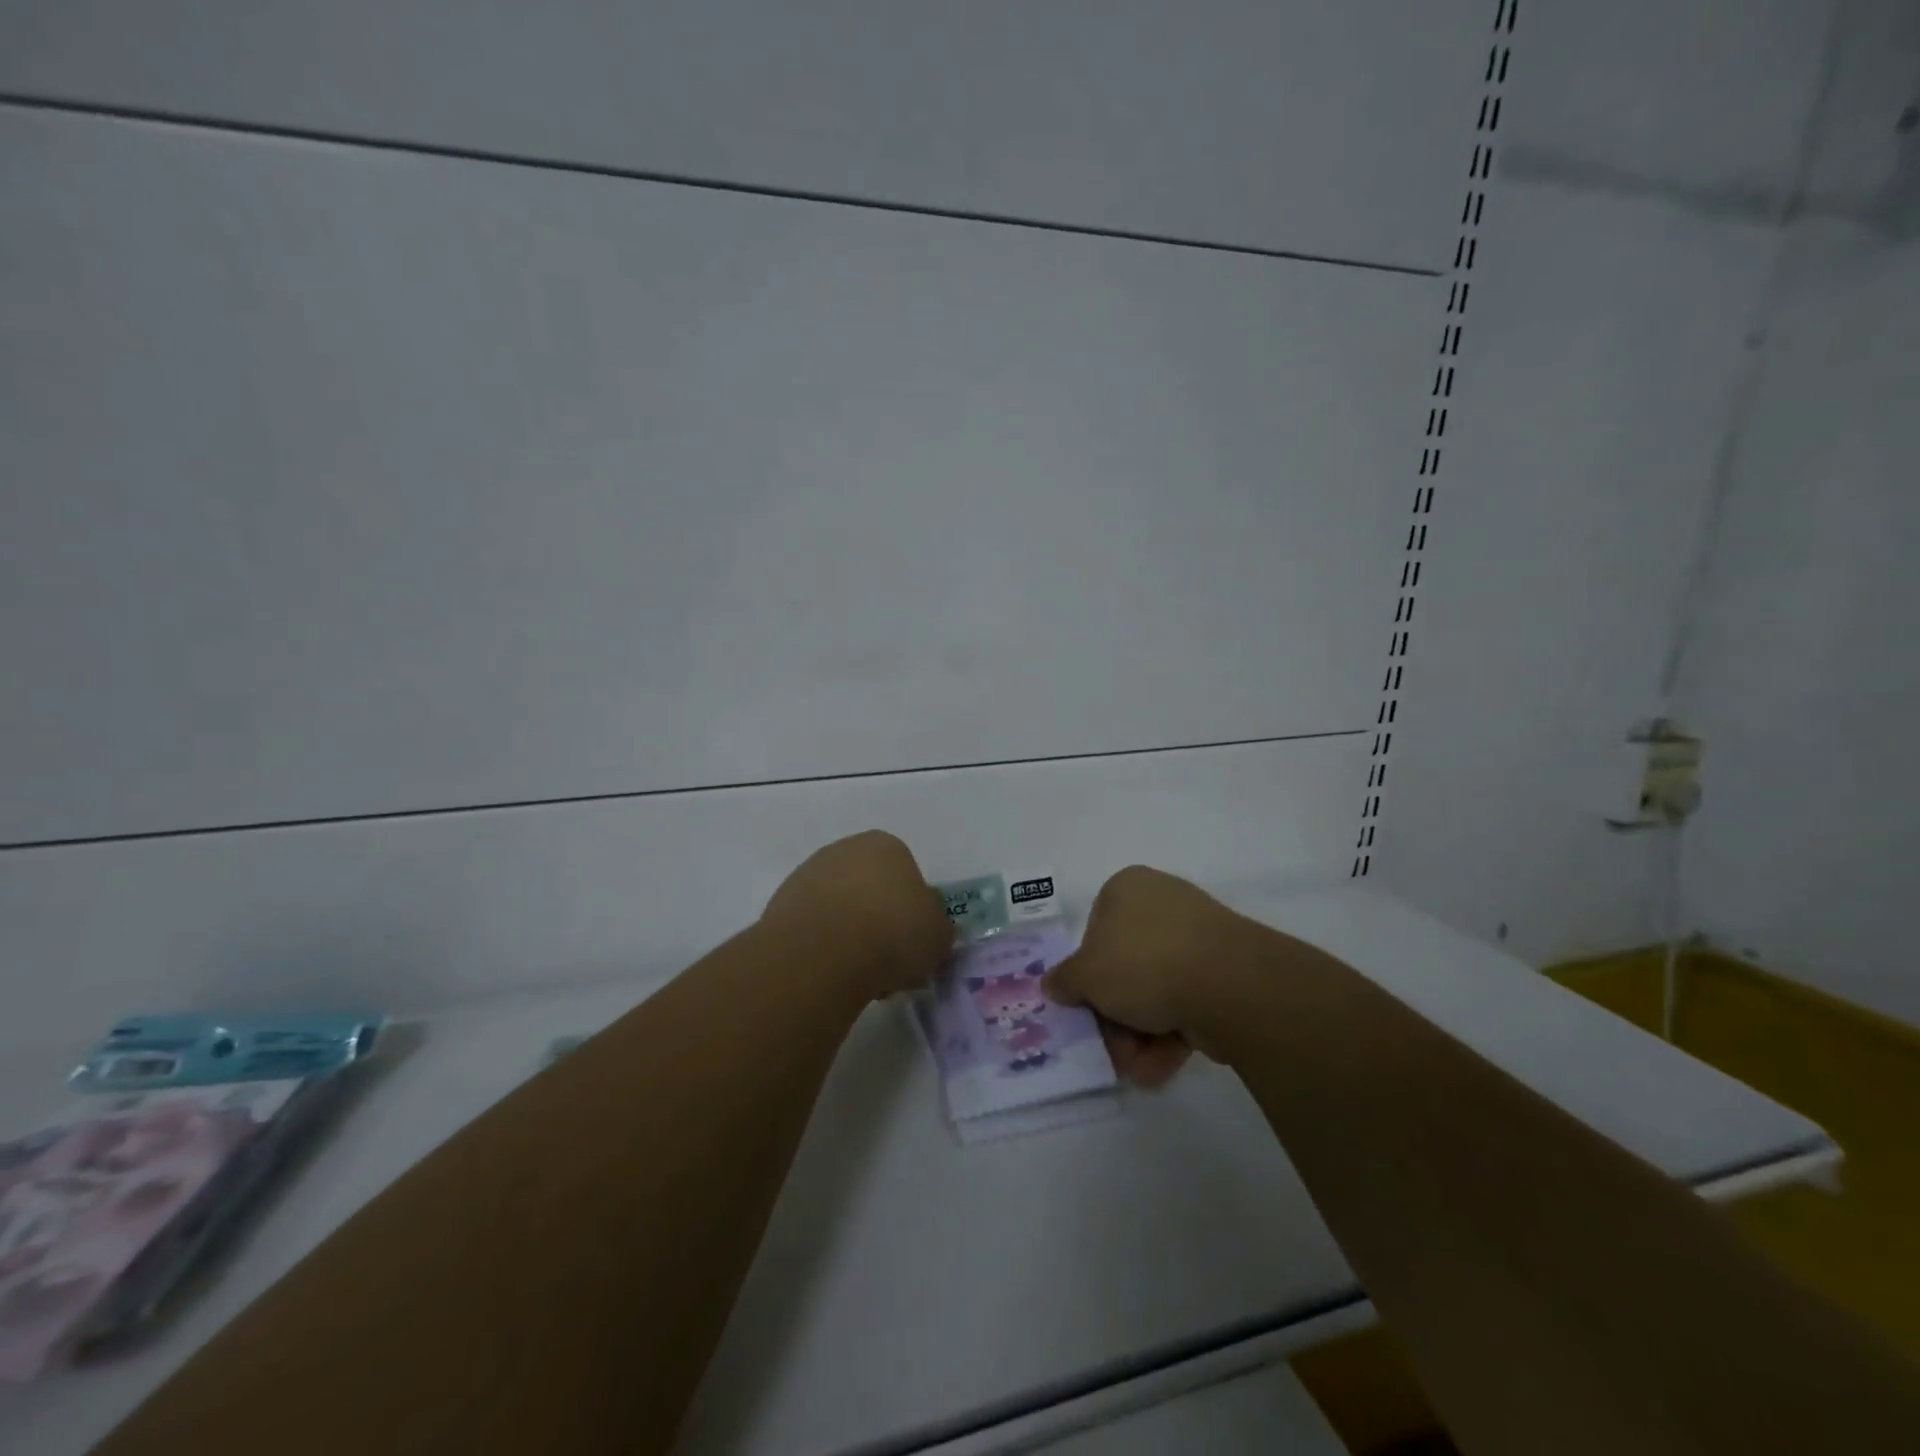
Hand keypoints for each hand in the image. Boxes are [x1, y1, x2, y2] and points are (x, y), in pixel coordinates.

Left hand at [761, 830, 953, 1000]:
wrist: (823, 954)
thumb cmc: (892, 933)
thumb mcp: (939, 933)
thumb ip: (937, 924)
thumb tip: (928, 923)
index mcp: (886, 845)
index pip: (906, 875)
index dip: (912, 911)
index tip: (912, 943)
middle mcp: (844, 850)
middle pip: (870, 889)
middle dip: (878, 922)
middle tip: (888, 962)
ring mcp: (807, 874)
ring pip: (840, 909)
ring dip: (850, 936)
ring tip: (859, 976)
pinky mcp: (779, 905)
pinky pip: (813, 928)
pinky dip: (823, 948)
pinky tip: (830, 975)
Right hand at [1042, 865, 1257, 1086]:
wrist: (1228, 983)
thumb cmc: (1143, 963)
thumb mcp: (1086, 975)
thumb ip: (1064, 981)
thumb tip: (1052, 984)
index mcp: (1126, 888)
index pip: (1094, 931)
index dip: (1088, 975)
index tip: (1088, 1008)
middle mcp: (1161, 903)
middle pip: (1125, 967)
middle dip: (1116, 1017)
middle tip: (1112, 1050)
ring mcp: (1197, 936)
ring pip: (1156, 990)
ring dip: (1141, 1034)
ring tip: (1139, 1067)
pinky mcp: (1224, 969)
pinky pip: (1186, 1000)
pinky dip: (1171, 1033)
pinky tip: (1162, 1065)